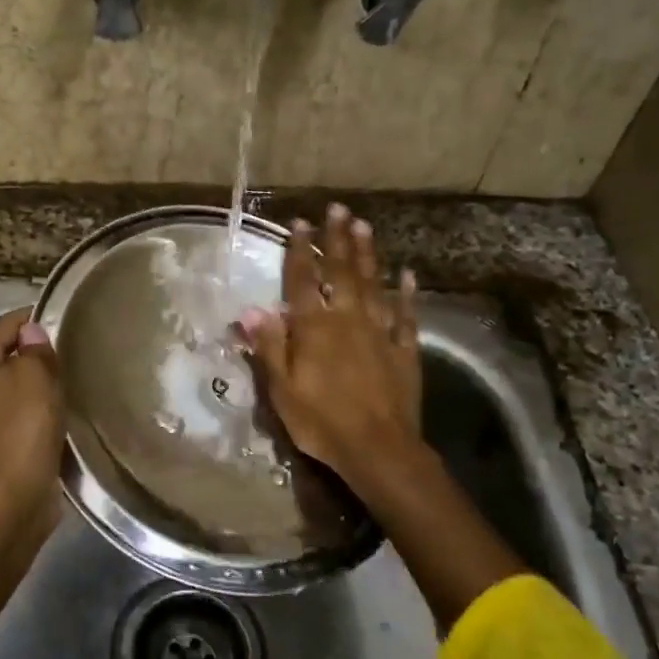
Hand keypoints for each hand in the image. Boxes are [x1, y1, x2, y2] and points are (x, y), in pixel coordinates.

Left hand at [0, 308, 65, 519]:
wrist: (13, 498)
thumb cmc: (21, 426)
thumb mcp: (33, 375)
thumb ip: (34, 348)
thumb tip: (32, 332)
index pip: (6, 325)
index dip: (36, 317)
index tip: (68, 317)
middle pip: (9, 356)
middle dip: (39, 353)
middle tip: (75, 351)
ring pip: (17, 388)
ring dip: (41, 385)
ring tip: (73, 380)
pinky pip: (23, 416)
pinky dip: (41, 412)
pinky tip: (63, 413)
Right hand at [241, 204, 420, 495]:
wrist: (379, 450)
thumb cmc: (321, 422)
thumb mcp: (282, 389)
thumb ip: (269, 346)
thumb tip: (251, 309)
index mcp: (314, 329)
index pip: (303, 281)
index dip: (300, 251)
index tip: (300, 223)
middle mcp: (347, 320)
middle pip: (341, 272)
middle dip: (338, 239)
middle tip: (338, 208)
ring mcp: (380, 333)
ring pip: (373, 285)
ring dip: (368, 254)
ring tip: (364, 226)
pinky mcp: (404, 350)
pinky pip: (406, 316)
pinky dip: (406, 294)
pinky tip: (407, 275)